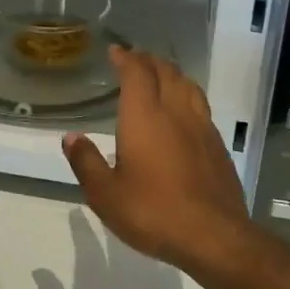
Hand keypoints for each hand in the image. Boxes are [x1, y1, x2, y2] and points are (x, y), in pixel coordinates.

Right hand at [61, 47, 254, 278]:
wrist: (214, 236)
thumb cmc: (153, 212)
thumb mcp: (105, 194)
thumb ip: (86, 162)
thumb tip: (71, 137)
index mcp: (145, 117)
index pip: (137, 73)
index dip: (126, 58)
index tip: (116, 52)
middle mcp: (175, 112)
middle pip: (166, 72)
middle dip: (149, 61)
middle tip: (136, 60)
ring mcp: (202, 127)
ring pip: (188, 86)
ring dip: (172, 74)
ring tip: (161, 76)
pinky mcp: (218, 145)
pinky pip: (201, 106)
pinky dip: (188, 96)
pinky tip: (184, 112)